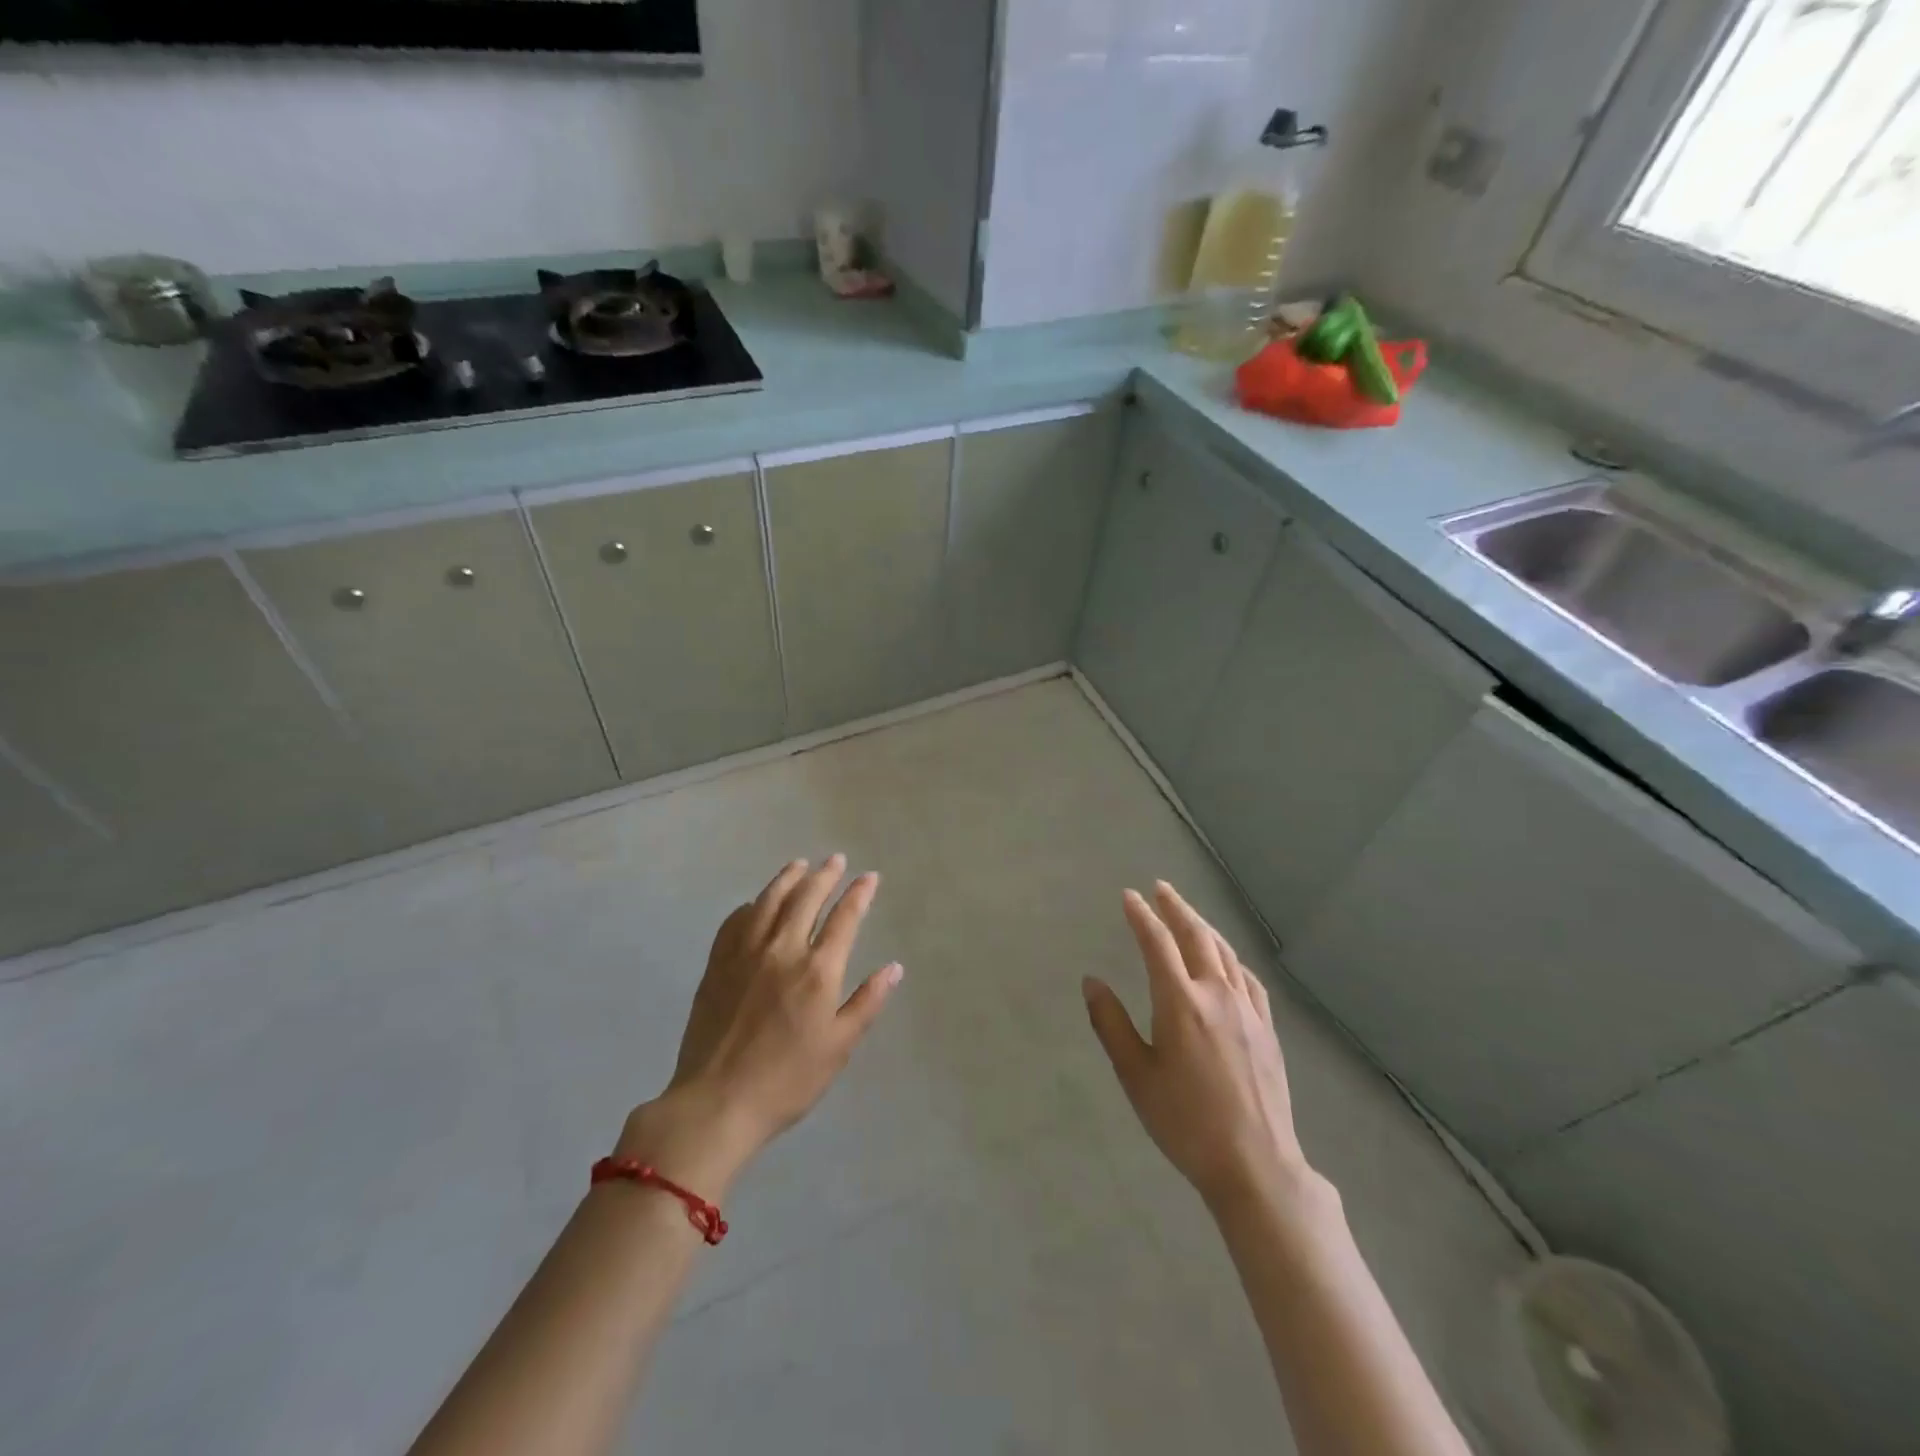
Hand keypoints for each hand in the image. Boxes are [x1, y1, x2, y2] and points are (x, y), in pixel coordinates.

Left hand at [614, 856, 901, 1195]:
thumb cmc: (787, 1080)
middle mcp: (782, 950)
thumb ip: (867, 1002)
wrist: (717, 1102)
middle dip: (824, 875)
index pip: (844, 918)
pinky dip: (750, 905)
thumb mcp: (838, 1047)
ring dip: (787, 878)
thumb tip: (894, 968)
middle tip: (836, 859)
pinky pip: (735, 922)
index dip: (858, 894)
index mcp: (817, 970)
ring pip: (769, 901)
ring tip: (799, 865)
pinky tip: (755, 903)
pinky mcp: (717, 965)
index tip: (869, 877)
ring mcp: (745, 954)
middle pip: (806, 898)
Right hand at [1083, 882, 1319, 1212]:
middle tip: (1160, 888)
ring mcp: (1247, 1009)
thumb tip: (1091, 981)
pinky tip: (1227, 961)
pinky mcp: (1267, 1028)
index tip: (1128, 896)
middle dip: (1176, 908)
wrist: (1255, 1165)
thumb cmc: (1185, 1122)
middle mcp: (1216, 994)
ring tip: (1188, 913)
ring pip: (1225, 952)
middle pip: (1196, 936)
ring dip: (1204, 926)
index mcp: (1180, 1003)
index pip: (1157, 944)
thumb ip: (1111, 1024)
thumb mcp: (1136, 1075)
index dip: (1141, 916)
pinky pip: (1249, 978)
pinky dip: (1232, 958)